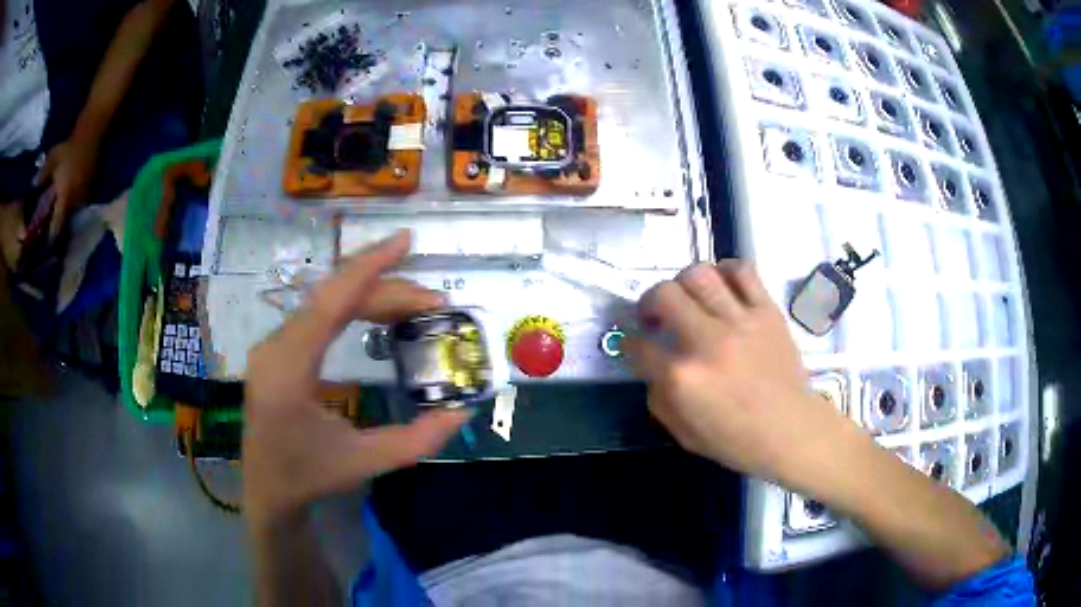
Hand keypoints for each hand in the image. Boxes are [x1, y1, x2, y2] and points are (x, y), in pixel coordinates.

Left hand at [36, 138, 99, 240]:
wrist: (91, 132)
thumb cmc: (69, 147)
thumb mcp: (53, 158)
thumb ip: (42, 175)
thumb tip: (32, 187)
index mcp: (64, 200)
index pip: (56, 229)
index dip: (49, 241)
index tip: (43, 250)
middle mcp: (75, 204)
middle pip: (65, 226)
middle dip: (58, 233)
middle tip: (50, 238)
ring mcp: (84, 198)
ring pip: (72, 217)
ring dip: (65, 221)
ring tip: (58, 223)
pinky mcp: (89, 191)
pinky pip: (78, 207)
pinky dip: (72, 210)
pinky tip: (68, 206)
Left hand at [243, 231, 471, 524]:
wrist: (268, 490)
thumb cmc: (310, 477)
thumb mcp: (366, 461)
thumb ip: (418, 440)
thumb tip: (463, 411)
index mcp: (289, 370)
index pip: (330, 302)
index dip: (370, 267)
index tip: (405, 240)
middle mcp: (275, 347)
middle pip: (333, 298)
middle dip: (386, 292)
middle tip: (435, 303)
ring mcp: (272, 346)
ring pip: (325, 303)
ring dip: (371, 298)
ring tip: (415, 308)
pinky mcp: (277, 350)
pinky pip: (317, 315)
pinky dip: (352, 308)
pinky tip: (379, 314)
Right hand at [628, 261, 851, 484]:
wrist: (792, 432)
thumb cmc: (738, 441)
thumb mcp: (684, 435)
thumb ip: (659, 400)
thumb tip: (653, 369)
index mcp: (683, 379)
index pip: (639, 345)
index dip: (630, 342)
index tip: (636, 343)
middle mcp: (708, 342)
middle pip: (664, 295)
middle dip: (648, 302)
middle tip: (655, 315)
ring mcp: (740, 321)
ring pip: (699, 275)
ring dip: (682, 282)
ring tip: (687, 297)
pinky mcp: (767, 311)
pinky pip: (743, 271)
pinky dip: (725, 270)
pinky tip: (721, 286)